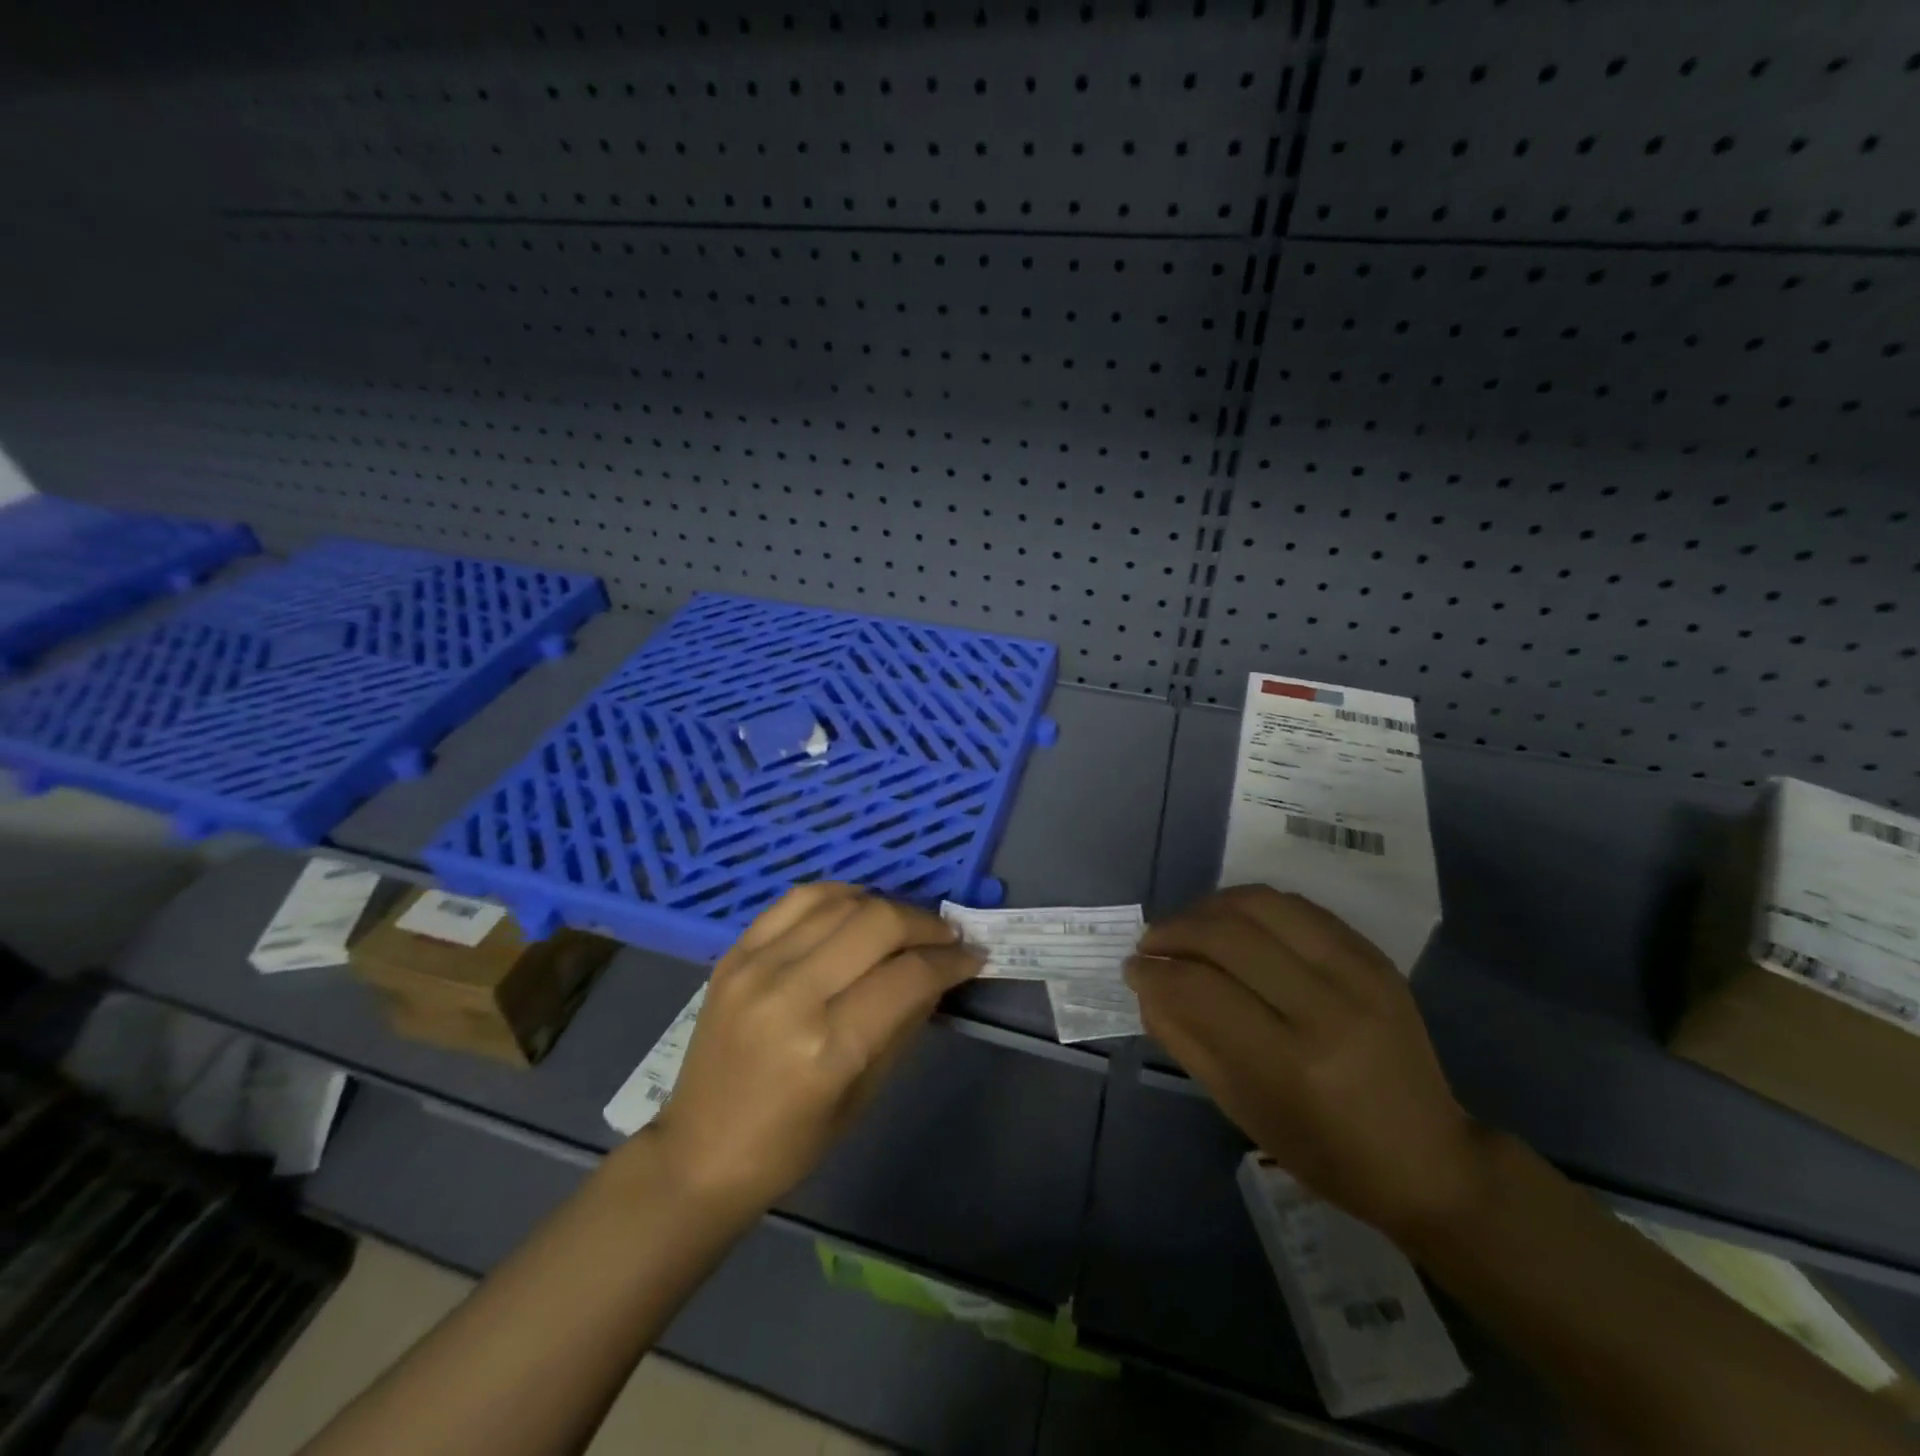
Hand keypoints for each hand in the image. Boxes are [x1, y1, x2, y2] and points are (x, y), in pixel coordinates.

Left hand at [647, 884, 981, 1212]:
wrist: (699, 1151)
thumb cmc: (791, 1143)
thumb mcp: (864, 1094)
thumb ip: (904, 1023)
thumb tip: (939, 972)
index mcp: (827, 1048)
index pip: (908, 976)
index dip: (951, 961)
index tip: (973, 956)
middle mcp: (790, 994)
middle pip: (878, 924)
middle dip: (926, 924)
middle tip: (947, 937)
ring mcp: (756, 966)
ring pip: (841, 903)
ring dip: (887, 905)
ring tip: (906, 924)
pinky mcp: (734, 952)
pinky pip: (798, 899)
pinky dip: (839, 895)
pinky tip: (859, 907)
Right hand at [1129, 885, 1487, 1238]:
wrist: (1430, 1158)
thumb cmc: (1326, 1152)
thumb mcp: (1243, 1110)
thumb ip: (1186, 1040)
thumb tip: (1146, 987)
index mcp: (1292, 1063)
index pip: (1199, 989)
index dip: (1153, 972)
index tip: (1132, 970)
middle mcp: (1327, 1007)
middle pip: (1227, 935)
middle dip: (1173, 931)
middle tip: (1151, 944)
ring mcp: (1358, 973)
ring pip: (1261, 904)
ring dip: (1209, 907)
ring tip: (1188, 927)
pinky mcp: (1374, 955)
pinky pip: (1297, 907)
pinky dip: (1251, 906)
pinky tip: (1233, 924)